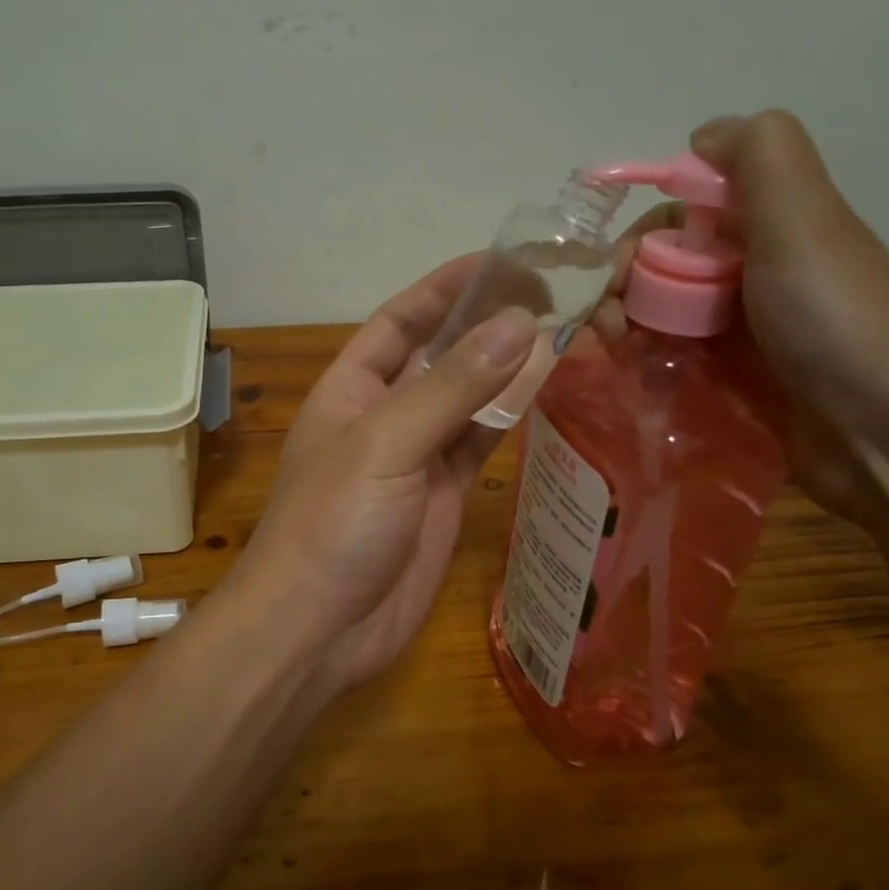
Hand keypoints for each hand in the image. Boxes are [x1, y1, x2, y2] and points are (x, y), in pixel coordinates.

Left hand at [227, 260, 536, 692]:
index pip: (402, 319)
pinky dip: (511, 417)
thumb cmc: (333, 524)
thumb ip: (451, 387)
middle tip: (558, 294)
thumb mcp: (385, 444)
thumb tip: (519, 323)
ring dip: (510, 368)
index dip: (447, 287)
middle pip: (442, 355)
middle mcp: (384, 413)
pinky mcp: (445, 496)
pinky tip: (549, 390)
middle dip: (489, 324)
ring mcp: (416, 456)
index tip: (505, 260)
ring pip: (470, 398)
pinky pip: (482, 443)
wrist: (318, 629)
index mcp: (351, 387)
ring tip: (569, 331)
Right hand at [595, 110, 888, 525]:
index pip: (678, 214)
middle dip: (620, 286)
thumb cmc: (830, 317)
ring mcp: (737, 328)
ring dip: (624, 325)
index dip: (639, 235)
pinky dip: (644, 360)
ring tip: (616, 353)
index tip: (615, 273)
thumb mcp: (802, 217)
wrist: (878, 430)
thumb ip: (760, 156)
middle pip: (659, 265)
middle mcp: (748, 270)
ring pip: (657, 311)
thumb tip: (702, 135)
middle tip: (607, 325)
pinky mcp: (727, 377)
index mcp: (766, 226)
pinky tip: (637, 376)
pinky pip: (669, 355)